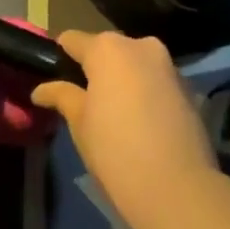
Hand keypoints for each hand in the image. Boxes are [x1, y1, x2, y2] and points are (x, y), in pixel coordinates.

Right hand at [31, 31, 218, 225]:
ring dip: (123, 80)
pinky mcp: (189, 89)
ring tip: (113, 113)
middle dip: (96, 69)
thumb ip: (62, 96)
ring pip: (135, 64)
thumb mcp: (79, 123)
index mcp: (107, 48)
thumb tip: (41, 89)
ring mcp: (168, 65)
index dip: (60, 57)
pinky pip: (156, 82)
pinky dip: (145, 93)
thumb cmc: (115, 149)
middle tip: (84, 100)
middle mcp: (140, 45)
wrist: (178, 189)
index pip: (72, 40)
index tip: (53, 78)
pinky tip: (141, 124)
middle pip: (108, 49)